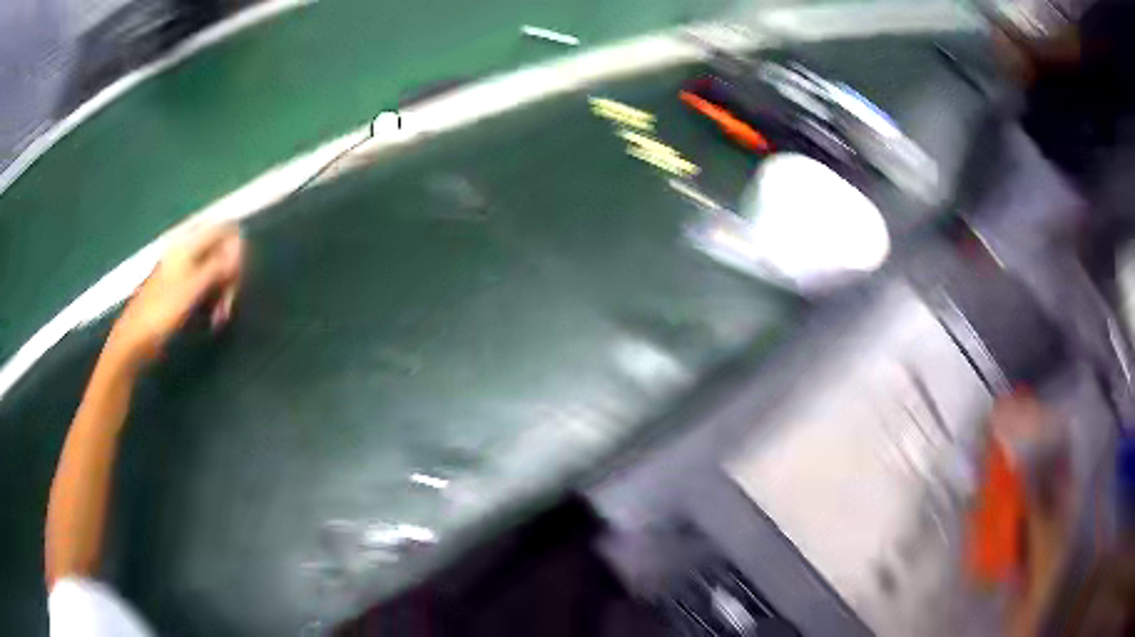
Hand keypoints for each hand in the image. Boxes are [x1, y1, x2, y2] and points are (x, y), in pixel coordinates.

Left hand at [106, 223, 243, 366]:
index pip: (223, 230)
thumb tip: (240, 246)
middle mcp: (187, 252)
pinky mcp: (181, 291)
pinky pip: (205, 289)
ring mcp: (183, 272)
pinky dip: (211, 302)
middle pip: (221, 253)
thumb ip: (217, 265)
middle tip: (228, 306)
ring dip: (221, 294)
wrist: (135, 339)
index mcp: (188, 244)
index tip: (236, 277)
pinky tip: (211, 320)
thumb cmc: (162, 312)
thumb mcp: (193, 288)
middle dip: (229, 278)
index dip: (236, 250)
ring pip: (214, 274)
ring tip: (219, 319)